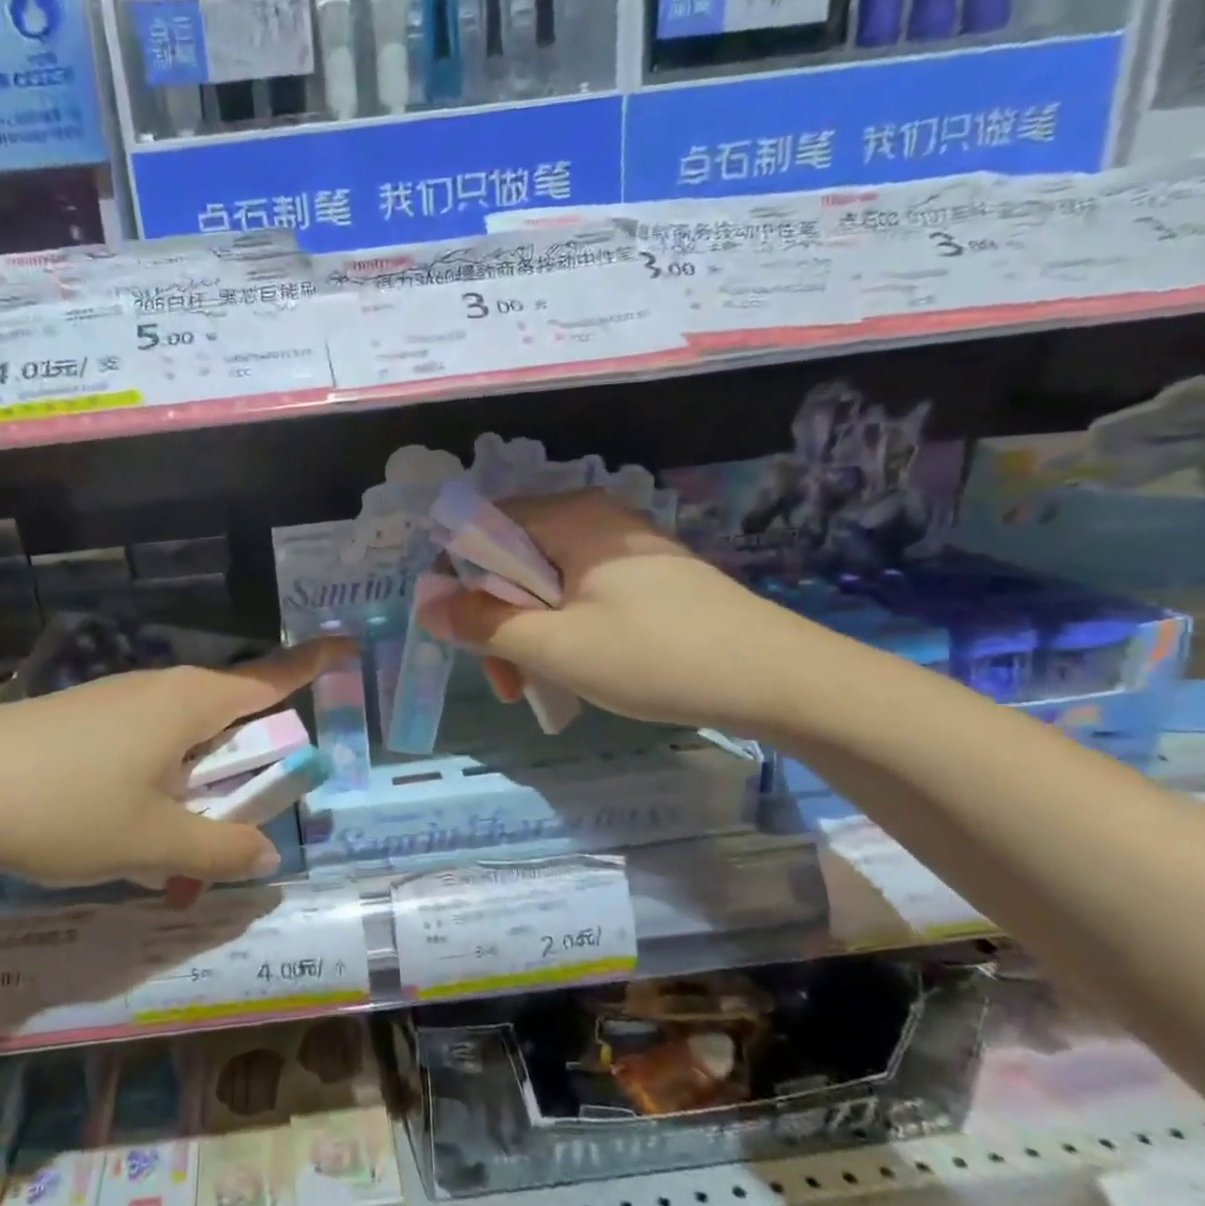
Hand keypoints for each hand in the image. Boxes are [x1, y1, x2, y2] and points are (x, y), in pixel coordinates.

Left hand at [0, 639, 349, 898]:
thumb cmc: (61, 805)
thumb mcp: (150, 843)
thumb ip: (217, 852)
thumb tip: (265, 857)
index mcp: (190, 702)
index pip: (272, 676)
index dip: (314, 663)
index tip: (349, 646)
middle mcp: (160, 689)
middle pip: (230, 714)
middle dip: (252, 760)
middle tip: (253, 814)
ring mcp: (117, 701)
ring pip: (184, 737)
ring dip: (199, 783)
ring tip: (181, 845)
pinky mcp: (83, 720)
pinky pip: (146, 746)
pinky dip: (159, 784)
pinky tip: (129, 831)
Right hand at [419, 490, 826, 737]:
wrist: (780, 681)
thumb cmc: (656, 656)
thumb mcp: (555, 646)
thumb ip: (482, 623)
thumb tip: (424, 604)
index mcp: (569, 517)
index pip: (479, 528)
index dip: (454, 579)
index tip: (457, 635)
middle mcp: (593, 519)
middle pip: (509, 560)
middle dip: (493, 620)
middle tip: (505, 682)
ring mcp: (622, 549)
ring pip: (542, 584)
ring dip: (525, 634)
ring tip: (536, 688)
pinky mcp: (644, 579)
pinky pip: (577, 595)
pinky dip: (560, 631)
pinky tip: (573, 671)